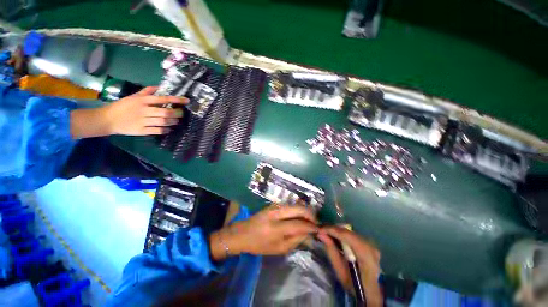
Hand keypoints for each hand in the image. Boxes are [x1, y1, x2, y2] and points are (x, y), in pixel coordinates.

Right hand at [102, 86, 187, 134]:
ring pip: (164, 122)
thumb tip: (159, 87)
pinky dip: (166, 129)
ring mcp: (143, 121)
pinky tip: (168, 128)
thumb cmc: (122, 106)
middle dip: (177, 113)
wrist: (107, 119)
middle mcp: (144, 110)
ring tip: (176, 120)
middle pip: (166, 112)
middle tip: (181, 113)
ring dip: (173, 121)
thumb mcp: (133, 96)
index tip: (186, 100)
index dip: (176, 100)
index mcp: (142, 100)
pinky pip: (158, 130)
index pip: (163, 99)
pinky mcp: (142, 130)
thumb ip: (146, 91)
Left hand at [210, 204, 317, 259]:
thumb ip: (295, 241)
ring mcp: (274, 206)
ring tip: (309, 219)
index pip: (298, 225)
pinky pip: (289, 204)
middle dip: (310, 214)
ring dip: (305, 211)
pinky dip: (298, 209)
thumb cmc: (259, 245)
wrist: (243, 232)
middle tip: (316, 222)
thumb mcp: (278, 249)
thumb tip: (309, 233)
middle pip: (298, 209)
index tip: (318, 229)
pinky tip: (300, 215)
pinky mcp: (273, 203)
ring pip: (295, 204)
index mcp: (275, 228)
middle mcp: (275, 213)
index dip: (311, 227)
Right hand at [318, 226, 382, 306]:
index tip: (319, 229)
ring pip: (350, 231)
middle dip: (333, 229)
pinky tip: (335, 237)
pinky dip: (343, 235)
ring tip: (326, 233)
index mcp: (365, 253)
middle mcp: (370, 245)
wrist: (370, 293)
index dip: (331, 230)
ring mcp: (371, 244)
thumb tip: (320, 234)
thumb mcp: (340, 270)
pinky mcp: (369, 244)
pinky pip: (353, 235)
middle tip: (321, 231)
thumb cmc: (354, 285)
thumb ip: (331, 250)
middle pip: (348, 231)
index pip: (346, 235)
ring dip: (337, 231)